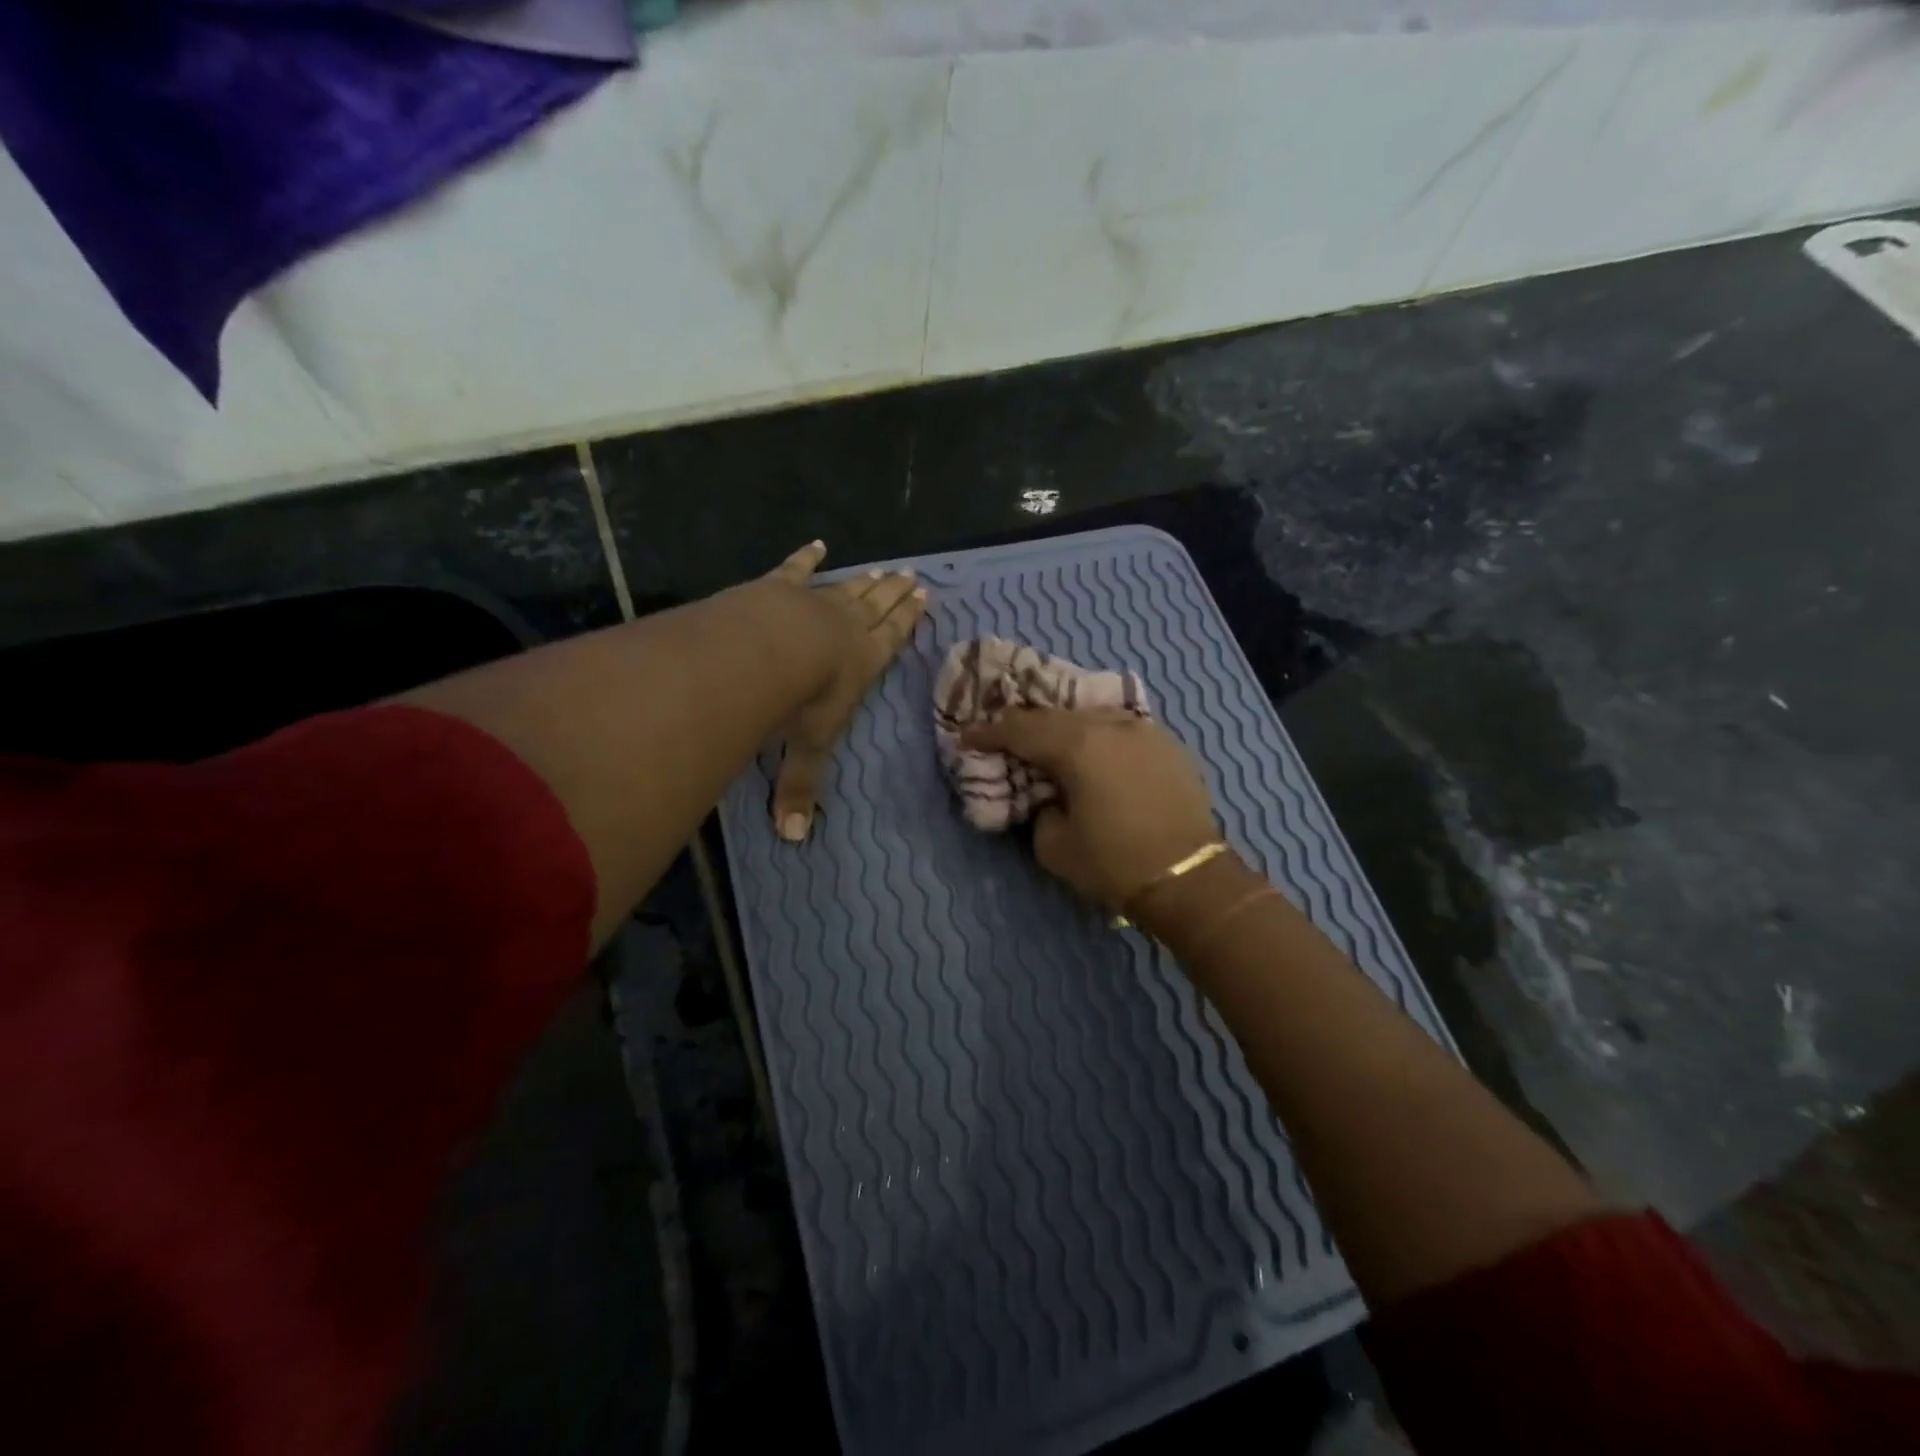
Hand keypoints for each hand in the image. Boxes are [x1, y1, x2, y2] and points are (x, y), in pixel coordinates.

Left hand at [766, 541, 926, 841]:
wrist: (765, 654)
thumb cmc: (799, 703)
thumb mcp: (805, 750)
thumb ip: (799, 790)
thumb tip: (794, 841)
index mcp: (864, 663)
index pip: (893, 638)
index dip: (908, 620)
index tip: (925, 597)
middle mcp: (847, 628)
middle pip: (877, 607)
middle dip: (895, 594)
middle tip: (911, 577)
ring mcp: (814, 603)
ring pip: (847, 588)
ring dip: (865, 581)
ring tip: (884, 568)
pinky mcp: (779, 587)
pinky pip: (796, 570)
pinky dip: (807, 558)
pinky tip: (817, 544)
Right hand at [960, 708, 1219, 910]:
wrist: (1190, 877)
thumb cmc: (1115, 863)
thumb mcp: (1054, 846)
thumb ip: (1040, 809)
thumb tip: (1048, 796)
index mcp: (1078, 746)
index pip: (1021, 730)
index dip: (989, 733)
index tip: (967, 736)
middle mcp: (1110, 725)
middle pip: (1054, 716)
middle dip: (1023, 724)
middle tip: (1001, 734)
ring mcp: (1144, 730)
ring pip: (1090, 716)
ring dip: (1062, 726)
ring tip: (1045, 739)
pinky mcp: (1167, 743)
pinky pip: (1119, 728)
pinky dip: (1096, 735)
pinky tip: (1090, 748)